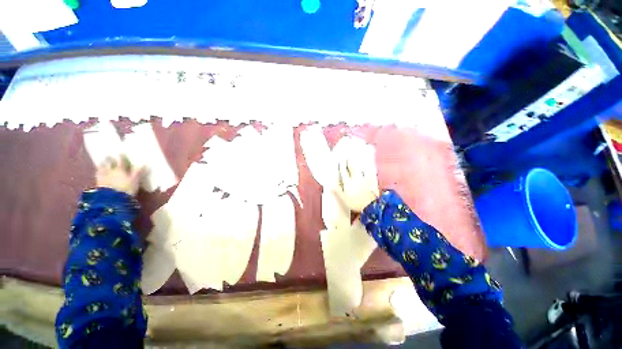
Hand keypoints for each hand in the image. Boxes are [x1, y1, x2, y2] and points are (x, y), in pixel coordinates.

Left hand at [96, 155, 142, 195]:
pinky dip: (98, 172)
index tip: (121, 153)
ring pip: (101, 168)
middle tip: (108, 155)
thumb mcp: (135, 180)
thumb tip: (144, 163)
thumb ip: (138, 172)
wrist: (112, 199)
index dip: (121, 157)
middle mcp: (110, 171)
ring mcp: (103, 177)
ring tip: (101, 162)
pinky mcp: (98, 183)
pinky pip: (98, 175)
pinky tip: (98, 172)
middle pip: (109, 163)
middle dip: (109, 159)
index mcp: (120, 169)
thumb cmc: (127, 188)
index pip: (121, 161)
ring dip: (102, 165)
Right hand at [333, 136, 379, 211]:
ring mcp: (364, 177)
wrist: (371, 208)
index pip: (343, 170)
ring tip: (356, 148)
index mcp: (348, 183)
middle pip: (351, 165)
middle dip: (349, 157)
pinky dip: (369, 162)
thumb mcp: (343, 199)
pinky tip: (368, 157)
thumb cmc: (355, 204)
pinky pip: (370, 168)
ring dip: (358, 157)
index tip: (338, 156)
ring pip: (360, 165)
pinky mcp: (372, 178)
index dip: (340, 163)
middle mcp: (355, 178)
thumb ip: (336, 190)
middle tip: (347, 149)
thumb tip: (329, 182)